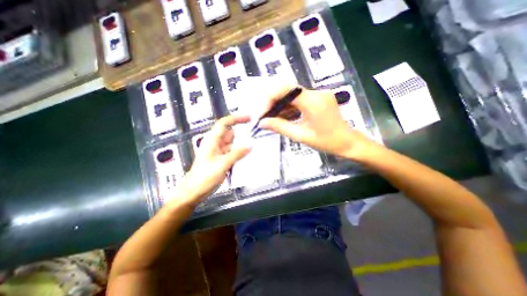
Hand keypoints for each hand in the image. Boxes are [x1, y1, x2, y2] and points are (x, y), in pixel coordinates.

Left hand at [176, 115, 251, 202]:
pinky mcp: (221, 159)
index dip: (236, 118)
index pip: (224, 123)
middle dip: (242, 132)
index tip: (249, 118)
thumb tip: (250, 145)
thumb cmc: (204, 177)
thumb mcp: (222, 164)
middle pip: (230, 132)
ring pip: (232, 143)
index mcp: (212, 140)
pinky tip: (248, 155)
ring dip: (242, 143)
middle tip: (256, 133)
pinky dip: (239, 152)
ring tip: (255, 144)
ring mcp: (219, 151)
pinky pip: (232, 151)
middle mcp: (215, 143)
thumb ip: (236, 154)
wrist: (194, 192)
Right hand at [259, 84, 373, 159]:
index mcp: (313, 102)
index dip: (269, 98)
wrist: (348, 142)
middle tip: (263, 114)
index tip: (261, 112)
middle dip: (271, 101)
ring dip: (279, 104)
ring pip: (291, 94)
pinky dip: (287, 106)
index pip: (285, 89)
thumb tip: (262, 122)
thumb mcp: (301, 136)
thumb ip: (280, 127)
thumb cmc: (327, 142)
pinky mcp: (317, 98)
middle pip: (287, 89)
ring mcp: (317, 94)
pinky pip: (298, 99)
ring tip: (270, 117)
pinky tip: (281, 116)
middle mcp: (315, 93)